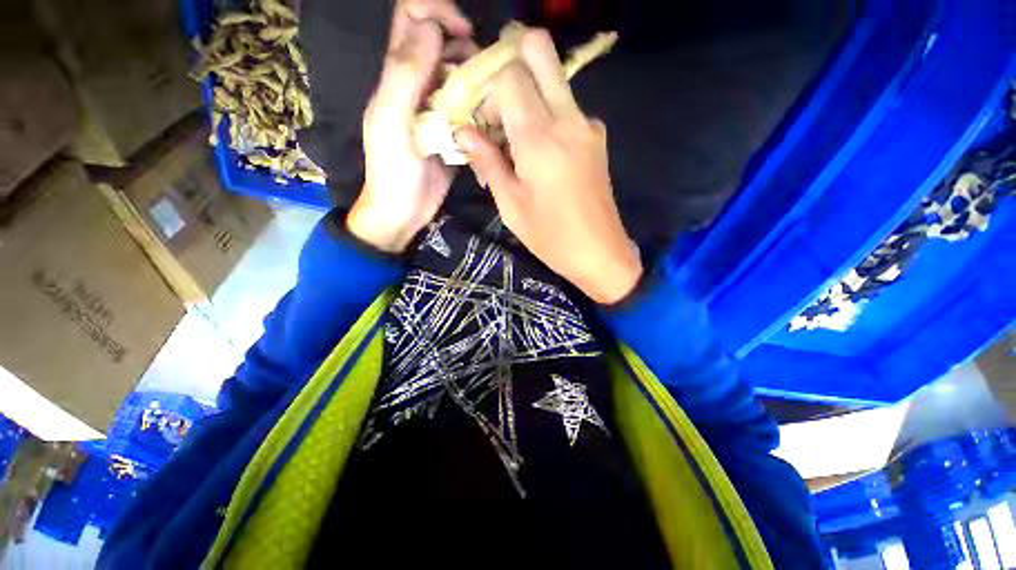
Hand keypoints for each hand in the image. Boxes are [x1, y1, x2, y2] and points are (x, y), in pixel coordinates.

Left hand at [348, 0, 473, 252]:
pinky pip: (468, 108)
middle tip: (482, 76)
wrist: (403, 212)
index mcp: (396, 76)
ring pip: (459, 76)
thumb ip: (405, 74)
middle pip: (442, 45)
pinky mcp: (451, 131)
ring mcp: (436, 109)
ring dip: (476, 80)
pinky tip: (490, 119)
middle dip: (464, 50)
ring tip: (489, 101)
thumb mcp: (392, 123)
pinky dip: (480, 106)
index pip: (411, 18)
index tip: (462, 33)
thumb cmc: (393, 172)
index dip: (435, 12)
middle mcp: (417, 85)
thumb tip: (430, 27)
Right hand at [456, 29, 641, 304]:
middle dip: (512, 63)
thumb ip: (487, 161)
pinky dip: (546, 116)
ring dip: (528, 95)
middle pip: (540, 51)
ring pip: (553, 79)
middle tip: (498, 104)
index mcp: (540, 138)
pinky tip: (539, 153)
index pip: (509, 75)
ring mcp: (587, 124)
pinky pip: (566, 107)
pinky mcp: (597, 136)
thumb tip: (462, 132)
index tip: (484, 128)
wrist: (599, 252)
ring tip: (515, 142)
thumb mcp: (510, 204)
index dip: (489, 93)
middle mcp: (567, 118)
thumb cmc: (550, 236)